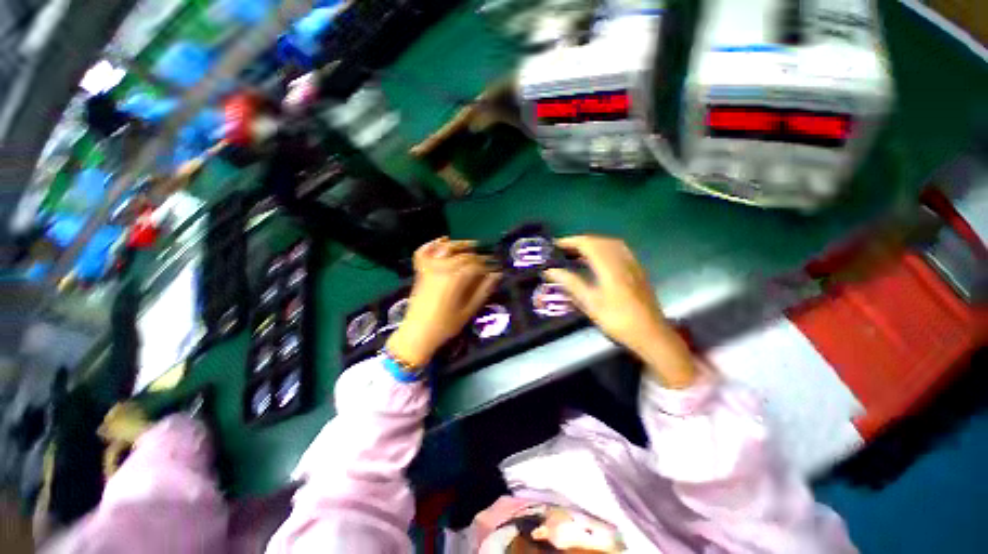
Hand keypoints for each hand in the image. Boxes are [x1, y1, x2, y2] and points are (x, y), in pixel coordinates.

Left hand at [386, 237, 500, 367]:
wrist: (417, 334)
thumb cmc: (445, 325)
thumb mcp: (469, 310)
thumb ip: (483, 291)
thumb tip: (497, 275)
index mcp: (456, 279)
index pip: (476, 265)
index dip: (488, 265)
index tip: (495, 267)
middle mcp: (442, 268)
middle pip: (464, 255)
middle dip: (478, 256)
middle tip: (487, 260)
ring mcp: (429, 268)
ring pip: (447, 248)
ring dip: (460, 244)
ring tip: (472, 245)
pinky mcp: (420, 271)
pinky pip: (424, 252)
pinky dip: (432, 244)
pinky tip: (443, 240)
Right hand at [544, 236, 695, 387]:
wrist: (651, 334)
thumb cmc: (618, 320)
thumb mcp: (591, 303)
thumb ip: (571, 283)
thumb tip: (551, 271)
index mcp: (610, 267)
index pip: (589, 245)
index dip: (571, 241)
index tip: (556, 244)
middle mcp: (622, 261)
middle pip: (601, 241)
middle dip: (581, 241)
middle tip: (566, 248)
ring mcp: (633, 265)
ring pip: (612, 244)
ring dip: (594, 243)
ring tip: (580, 251)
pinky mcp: (638, 271)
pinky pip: (621, 251)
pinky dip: (606, 248)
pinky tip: (601, 260)